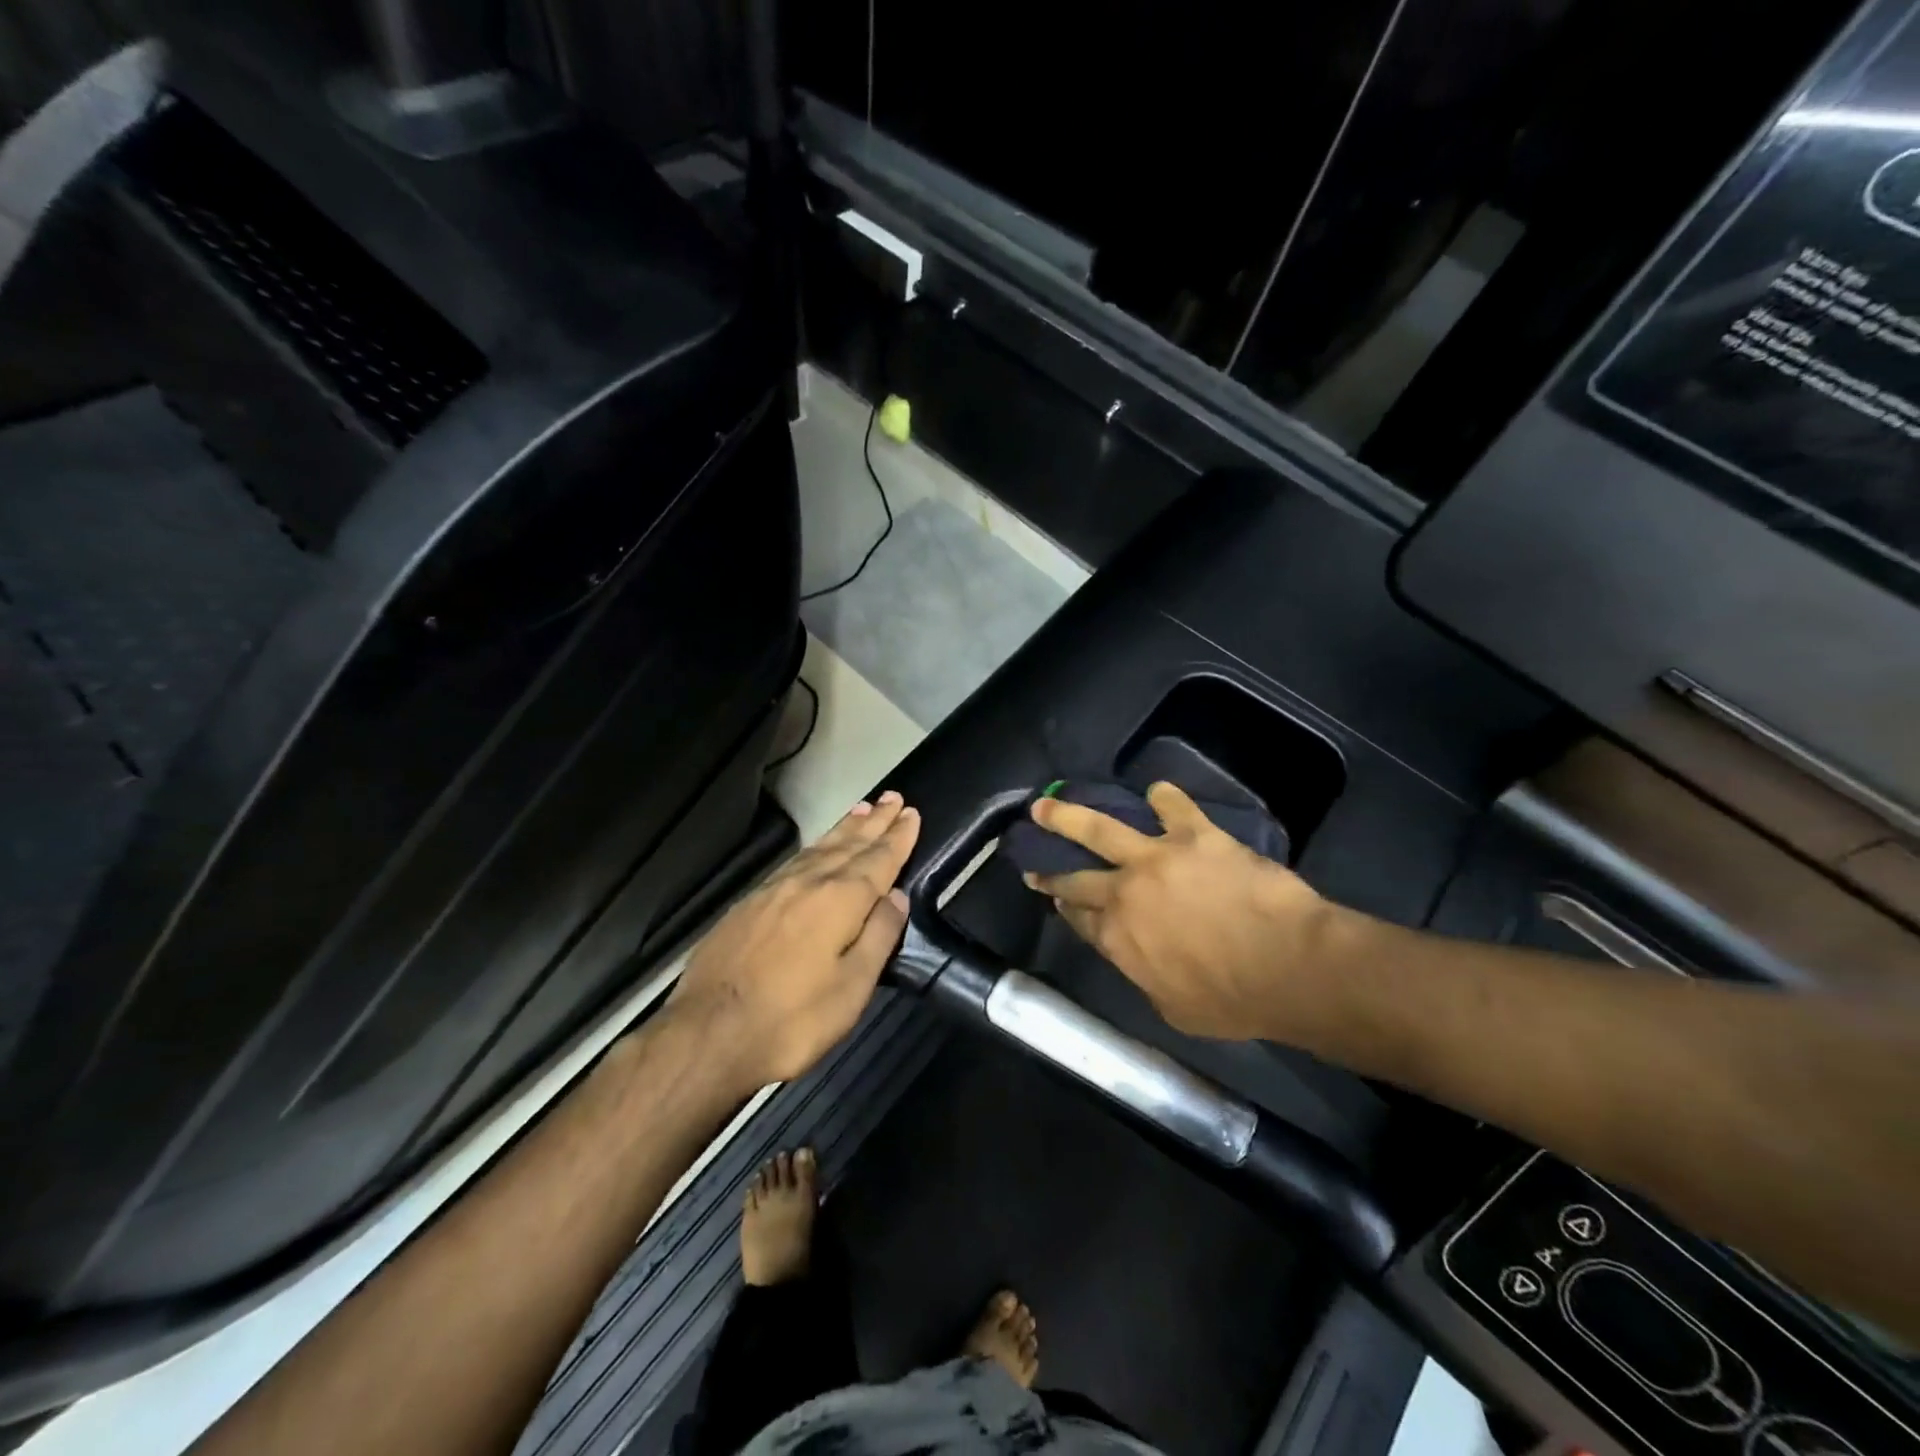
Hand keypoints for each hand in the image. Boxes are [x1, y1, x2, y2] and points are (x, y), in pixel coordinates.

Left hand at [670, 792, 920, 1086]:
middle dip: (874, 822)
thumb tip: (897, 896)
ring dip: (845, 828)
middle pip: (849, 845)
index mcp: (840, 901)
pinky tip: (817, 849)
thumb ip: (879, 936)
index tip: (911, 813)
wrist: (707, 1033)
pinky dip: (816, 846)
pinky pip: (795, 860)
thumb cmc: (792, 1019)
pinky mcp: (750, 903)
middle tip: (892, 797)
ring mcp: (774, 890)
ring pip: (820, 848)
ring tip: (862, 809)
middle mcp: (809, 883)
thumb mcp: (851, 988)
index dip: (897, 837)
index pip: (878, 860)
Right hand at [1025, 782, 1333, 1040]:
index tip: (1054, 899)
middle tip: (1031, 862)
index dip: (1064, 907)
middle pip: (1076, 877)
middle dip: (1049, 869)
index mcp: (1117, 939)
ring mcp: (1155, 858)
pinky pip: (1173, 807)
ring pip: (1099, 828)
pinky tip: (1157, 792)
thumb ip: (1147, 977)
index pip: (1080, 918)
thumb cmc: (1233, 1001)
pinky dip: (1164, 798)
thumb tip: (1142, 962)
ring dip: (1067, 815)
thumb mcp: (1174, 1009)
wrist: (1285, 965)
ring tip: (1045, 805)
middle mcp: (1124, 893)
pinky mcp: (1193, 835)